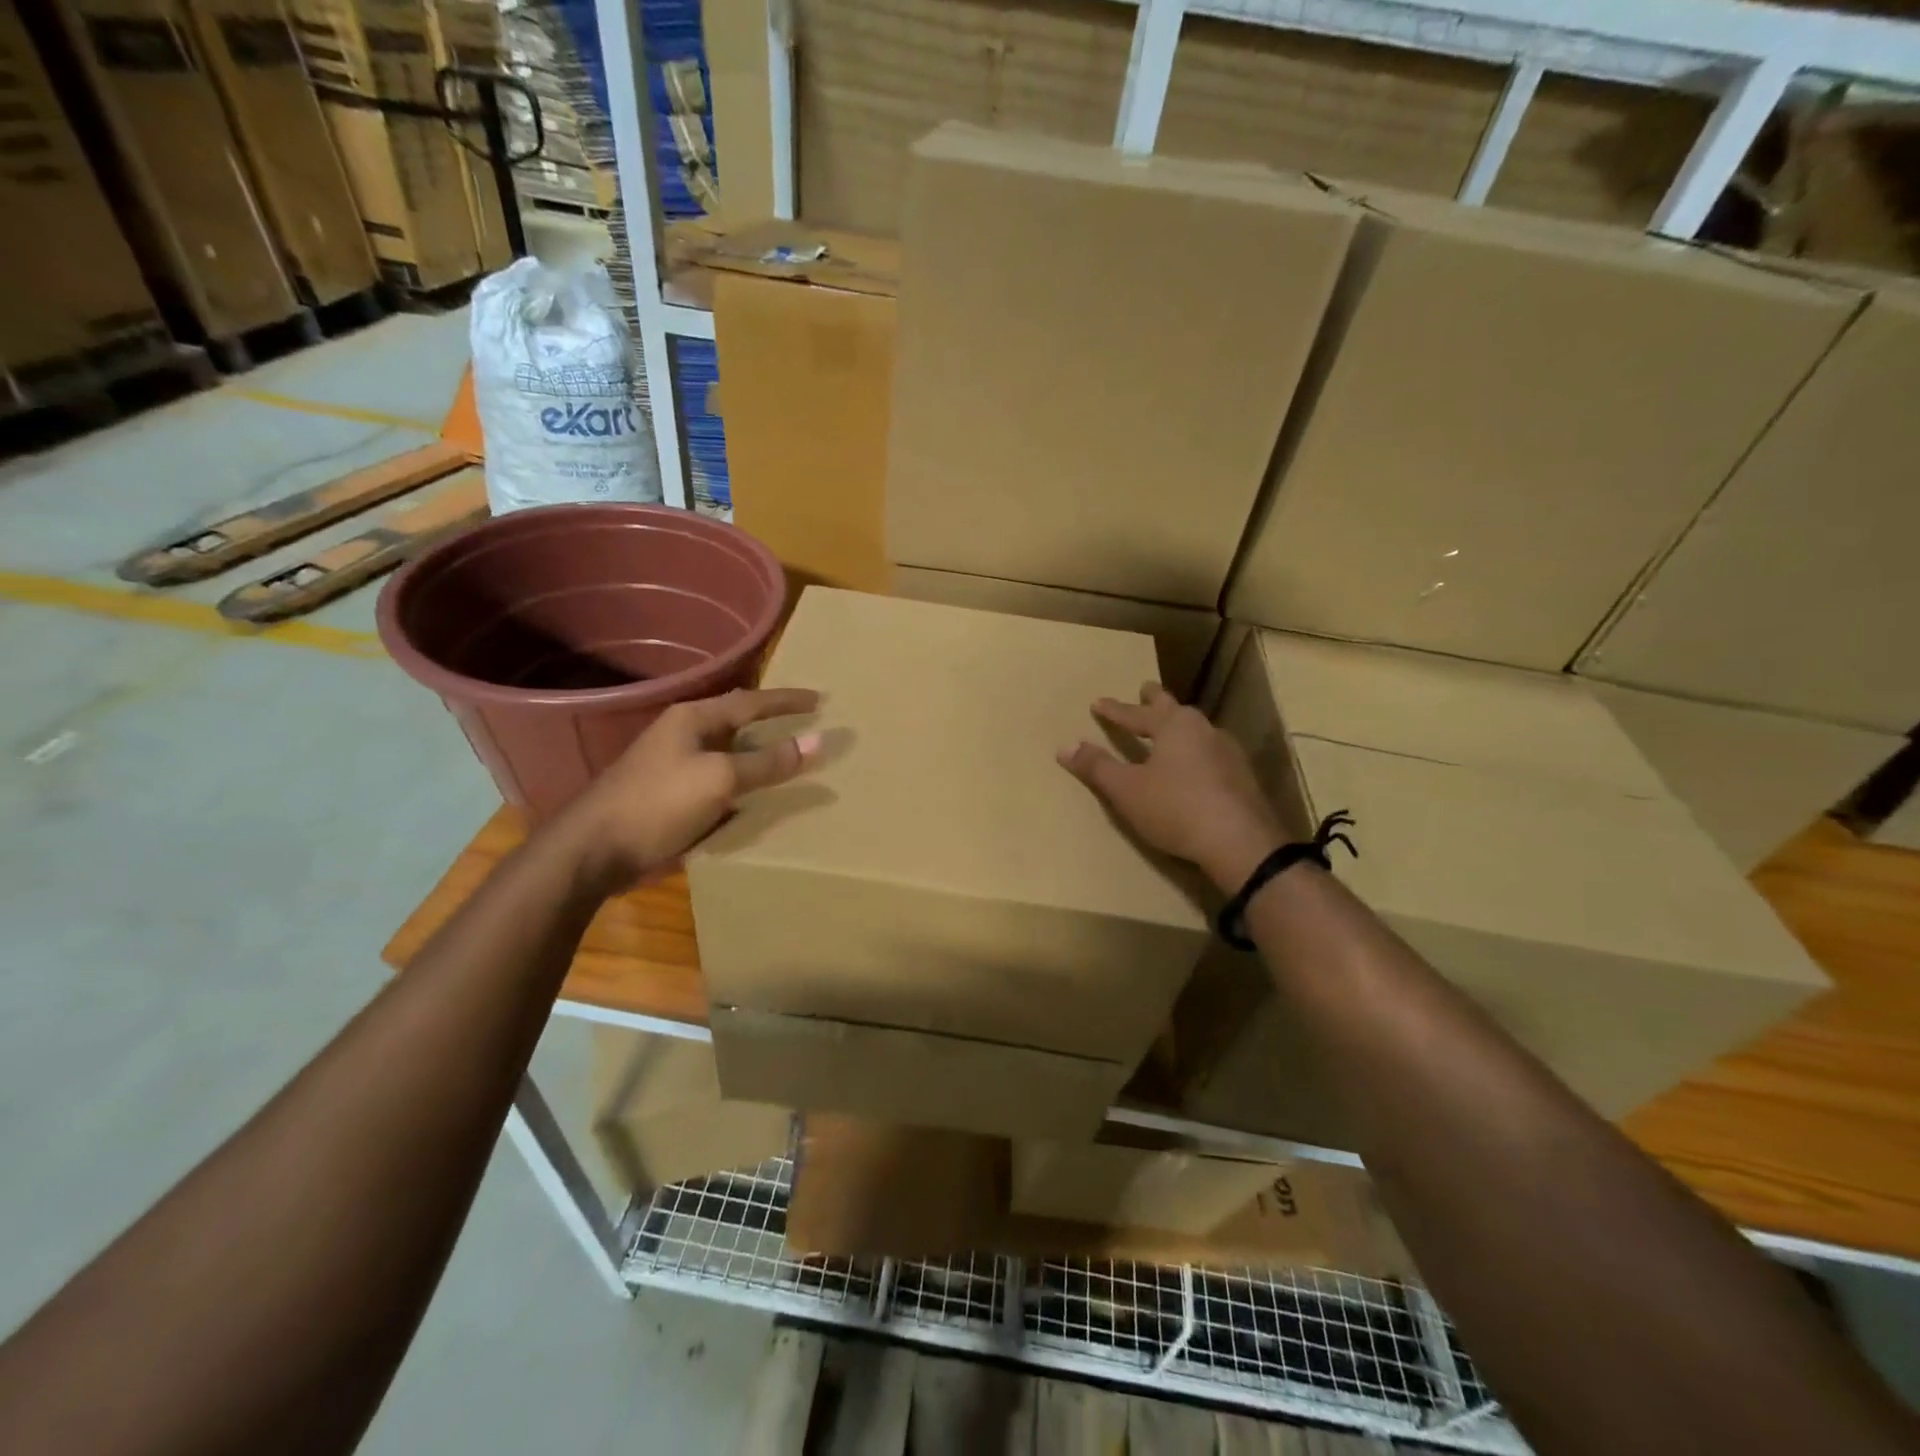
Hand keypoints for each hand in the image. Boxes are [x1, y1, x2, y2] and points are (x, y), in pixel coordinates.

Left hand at [562, 687, 820, 891]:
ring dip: (757, 754)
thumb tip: (817, 741)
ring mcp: (673, 764)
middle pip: (737, 722)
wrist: (593, 849)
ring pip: (727, 751)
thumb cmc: (658, 803)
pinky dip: (741, 781)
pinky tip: (754, 794)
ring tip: (788, 758)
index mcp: (692, 718)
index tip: (820, 700)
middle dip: (771, 723)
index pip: (750, 701)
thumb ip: (768, 762)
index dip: (786, 700)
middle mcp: (682, 734)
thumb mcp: (720, 779)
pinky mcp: (669, 792)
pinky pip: (717, 778)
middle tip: (805, 726)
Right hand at [1058, 682, 1287, 892]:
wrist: (1240, 842)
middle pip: (1174, 709)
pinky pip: (1211, 753)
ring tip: (1171, 727)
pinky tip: (1196, 764)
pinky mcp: (1242, 777)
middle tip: (1146, 688)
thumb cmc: (1175, 808)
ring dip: (1179, 726)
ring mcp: (1228, 752)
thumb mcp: (1126, 789)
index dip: (1114, 711)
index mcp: (1174, 726)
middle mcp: (1203, 730)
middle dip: (1156, 700)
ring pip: (1196, 730)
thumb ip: (1096, 766)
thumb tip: (1065, 746)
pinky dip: (1195, 751)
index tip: (1097, 703)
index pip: (1136, 714)